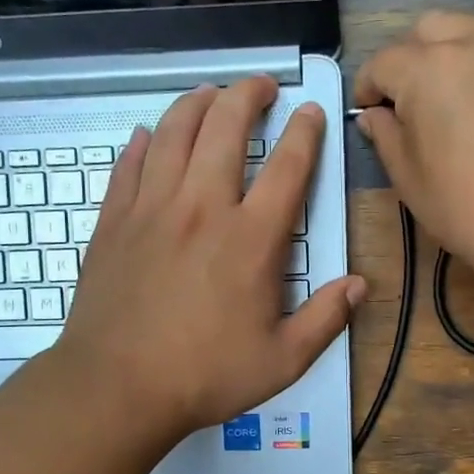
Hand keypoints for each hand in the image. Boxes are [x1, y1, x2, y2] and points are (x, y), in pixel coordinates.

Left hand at [57, 77, 364, 442]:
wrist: (117, 388)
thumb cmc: (205, 376)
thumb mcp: (283, 361)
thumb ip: (326, 319)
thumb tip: (359, 285)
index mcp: (251, 240)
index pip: (287, 167)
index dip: (304, 132)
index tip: (310, 112)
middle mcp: (202, 208)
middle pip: (226, 127)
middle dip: (248, 94)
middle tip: (261, 85)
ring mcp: (152, 209)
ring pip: (174, 132)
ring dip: (196, 103)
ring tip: (210, 93)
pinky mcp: (114, 221)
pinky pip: (128, 165)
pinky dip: (142, 143)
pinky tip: (148, 135)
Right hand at [354, 11, 473, 279]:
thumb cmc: (467, 208)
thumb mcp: (409, 179)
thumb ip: (386, 135)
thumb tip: (375, 115)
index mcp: (428, 69)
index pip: (383, 62)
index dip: (368, 87)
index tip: (367, 113)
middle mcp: (473, 43)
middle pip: (427, 30)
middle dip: (408, 59)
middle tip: (406, 102)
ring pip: (469, 33)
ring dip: (447, 57)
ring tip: (446, 103)